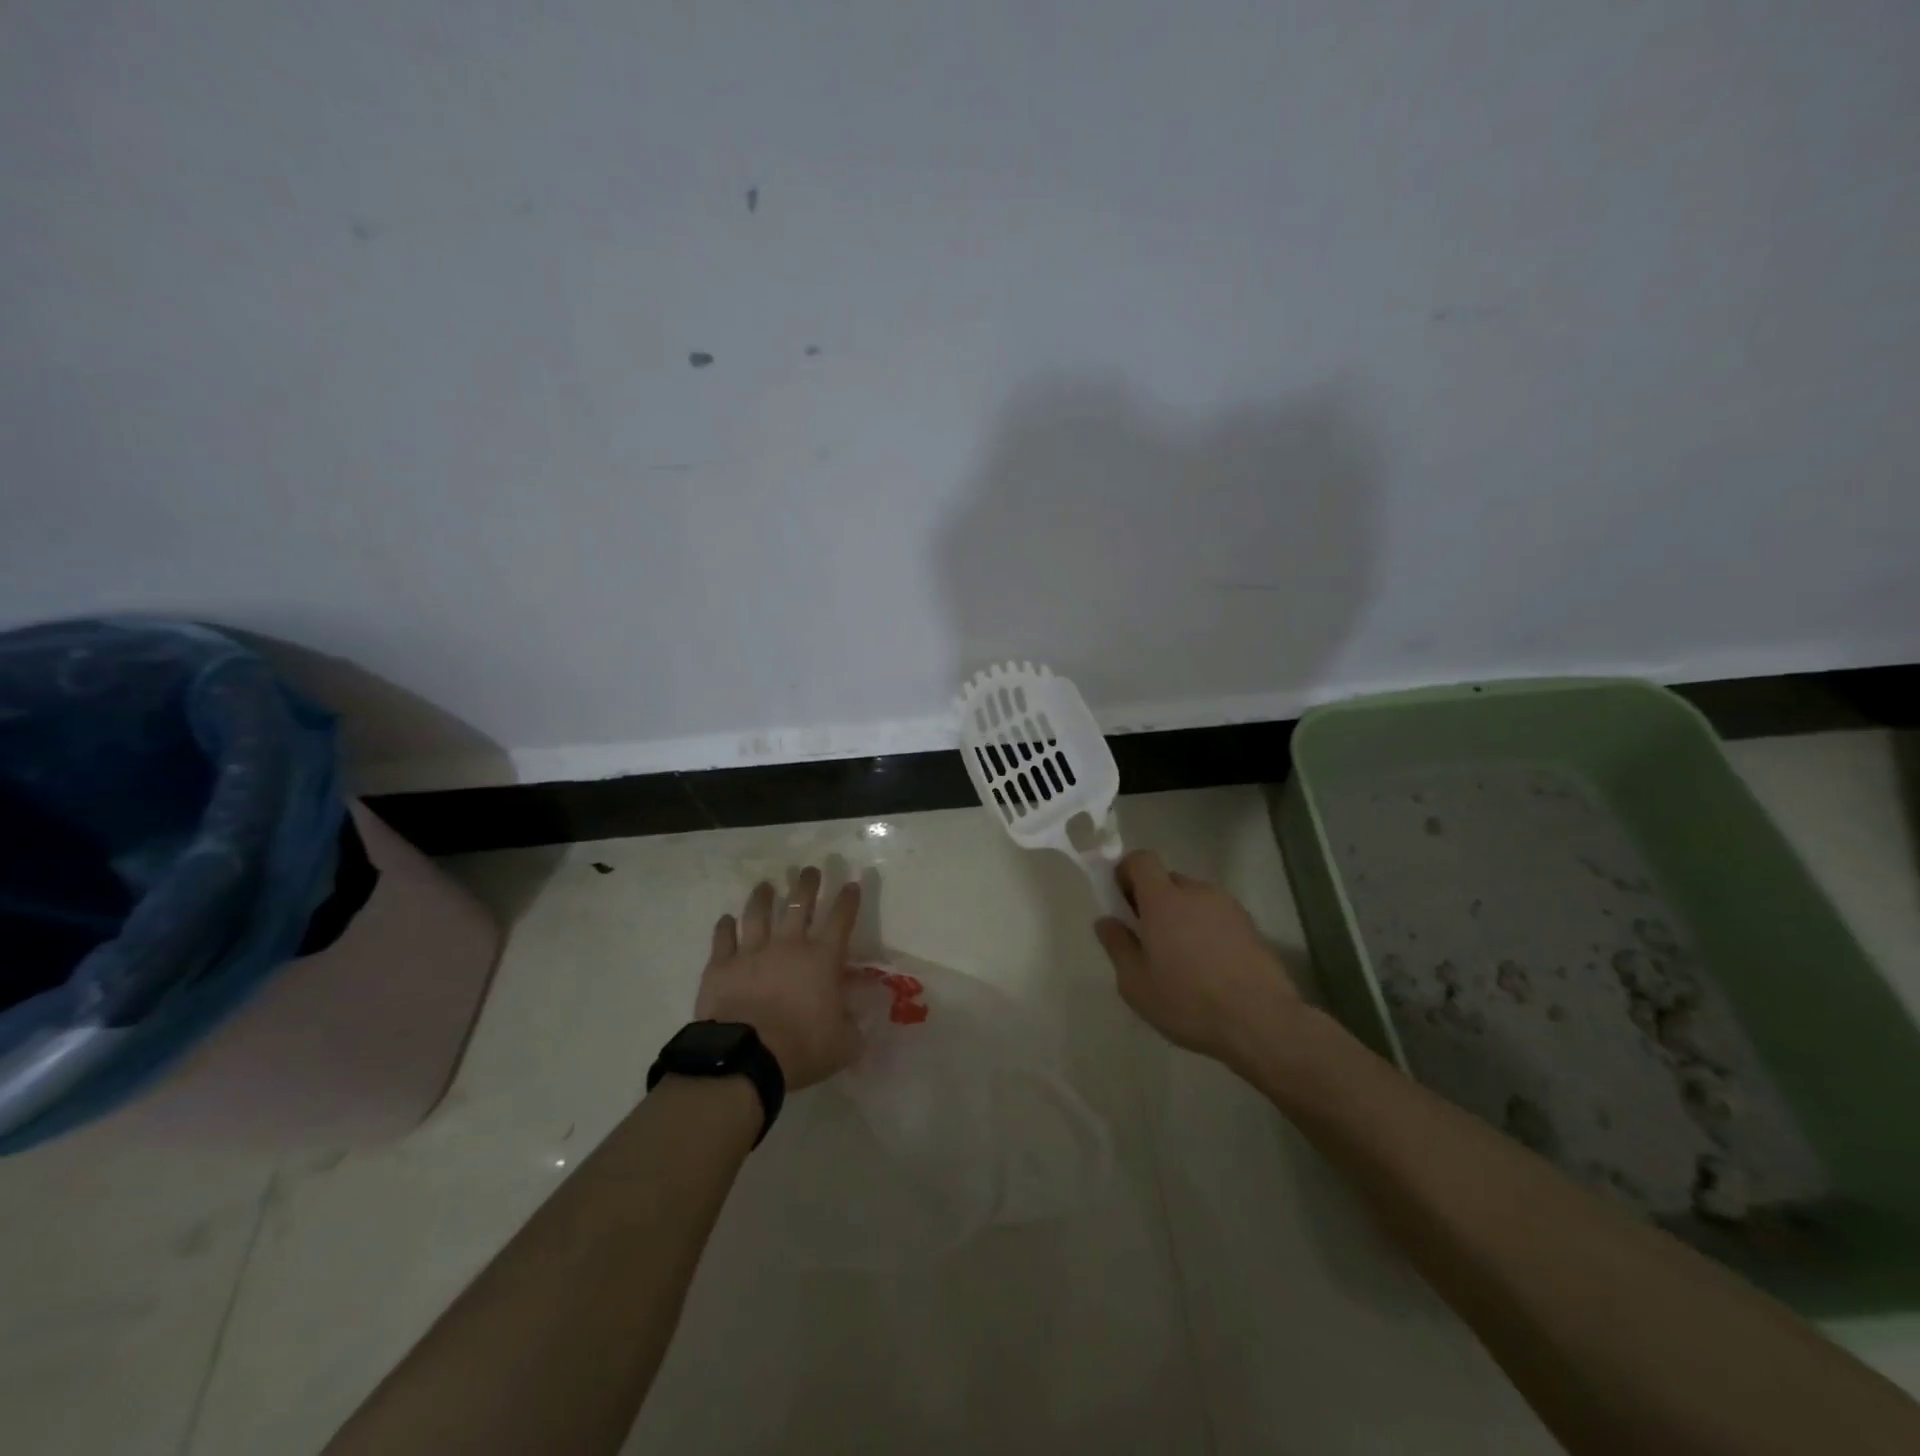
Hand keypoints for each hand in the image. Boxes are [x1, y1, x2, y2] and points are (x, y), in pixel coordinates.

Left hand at [695, 867, 860, 1090]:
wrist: (746, 1056)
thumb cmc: (802, 1048)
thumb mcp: (844, 1043)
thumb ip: (853, 1025)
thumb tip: (859, 1018)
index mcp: (822, 959)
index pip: (841, 920)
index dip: (848, 900)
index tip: (850, 884)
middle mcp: (789, 945)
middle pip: (799, 904)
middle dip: (807, 884)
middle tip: (809, 870)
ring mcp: (752, 951)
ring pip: (758, 914)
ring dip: (763, 897)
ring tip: (766, 885)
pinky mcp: (721, 965)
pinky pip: (723, 938)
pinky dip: (725, 926)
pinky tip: (726, 919)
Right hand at [1094, 850, 1305, 1072]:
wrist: (1261, 1022)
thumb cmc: (1188, 1001)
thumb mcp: (1136, 983)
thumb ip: (1117, 945)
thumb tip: (1107, 921)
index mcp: (1163, 900)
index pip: (1142, 860)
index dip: (1127, 872)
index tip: (1121, 900)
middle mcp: (1197, 892)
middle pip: (1168, 881)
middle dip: (1154, 901)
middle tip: (1148, 939)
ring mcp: (1228, 907)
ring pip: (1194, 900)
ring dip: (1182, 917)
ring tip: (1182, 959)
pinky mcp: (1251, 927)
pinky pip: (1217, 918)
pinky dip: (1206, 932)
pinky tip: (1209, 969)